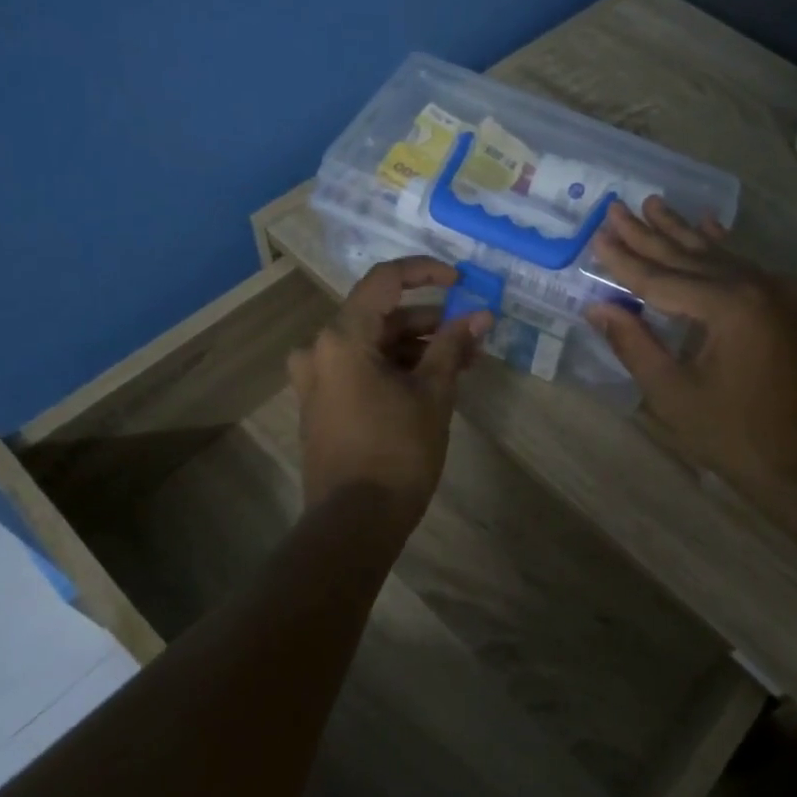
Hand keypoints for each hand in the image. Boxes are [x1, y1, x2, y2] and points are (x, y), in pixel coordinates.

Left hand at [287, 257, 490, 534]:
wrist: (354, 523)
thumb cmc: (397, 452)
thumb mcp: (433, 394)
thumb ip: (453, 346)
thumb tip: (480, 316)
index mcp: (342, 337)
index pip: (385, 280)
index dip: (426, 272)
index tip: (461, 281)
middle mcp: (320, 349)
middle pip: (380, 315)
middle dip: (429, 321)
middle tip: (471, 334)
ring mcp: (316, 379)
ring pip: (372, 345)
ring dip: (415, 347)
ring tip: (461, 363)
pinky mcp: (321, 404)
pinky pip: (360, 369)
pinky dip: (394, 368)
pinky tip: (430, 383)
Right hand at [585, 199, 796, 490]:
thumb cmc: (735, 436)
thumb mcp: (673, 393)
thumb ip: (633, 343)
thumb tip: (597, 306)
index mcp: (729, 306)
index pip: (661, 279)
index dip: (624, 261)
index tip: (596, 236)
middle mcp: (758, 285)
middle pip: (689, 257)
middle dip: (649, 235)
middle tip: (615, 208)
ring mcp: (779, 291)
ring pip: (718, 256)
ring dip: (681, 233)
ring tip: (653, 204)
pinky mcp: (789, 304)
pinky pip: (745, 268)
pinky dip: (722, 248)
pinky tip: (708, 224)